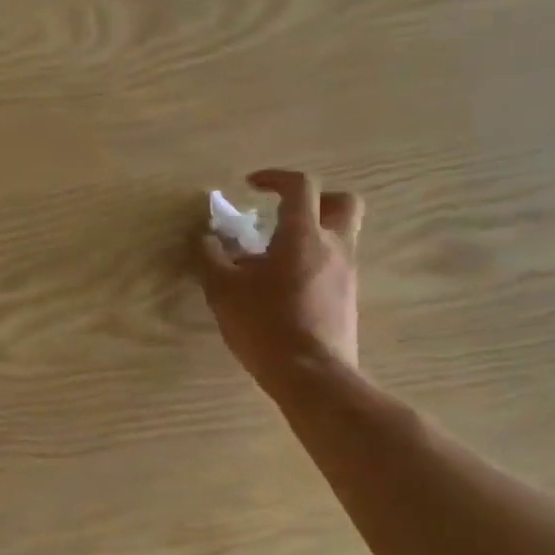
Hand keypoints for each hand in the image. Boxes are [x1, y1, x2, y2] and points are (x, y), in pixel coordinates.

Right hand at [198, 170, 363, 394]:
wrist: (312, 376)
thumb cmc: (265, 324)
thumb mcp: (223, 290)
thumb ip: (211, 258)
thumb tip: (207, 239)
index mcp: (303, 235)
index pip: (301, 186)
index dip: (275, 178)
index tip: (251, 185)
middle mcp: (334, 247)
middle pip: (344, 203)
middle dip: (316, 200)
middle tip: (284, 213)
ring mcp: (347, 274)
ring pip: (341, 236)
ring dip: (312, 235)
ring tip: (275, 257)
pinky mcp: (348, 300)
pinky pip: (335, 266)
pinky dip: (314, 264)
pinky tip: (285, 287)